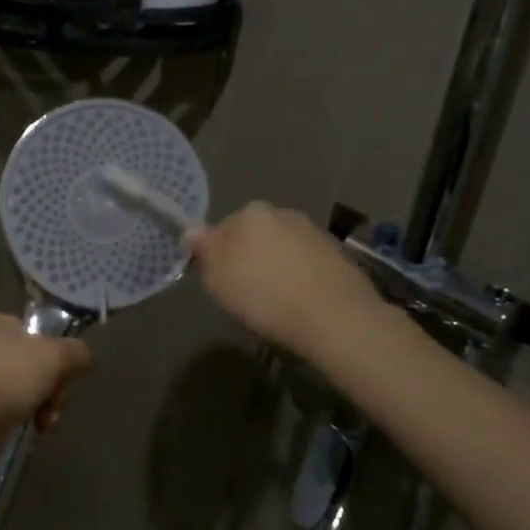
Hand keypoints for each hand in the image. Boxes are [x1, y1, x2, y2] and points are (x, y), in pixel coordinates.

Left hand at [0, 312, 92, 458]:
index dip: (57, 353)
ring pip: (27, 386)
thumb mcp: (56, 355)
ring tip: (47, 420)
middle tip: (57, 400)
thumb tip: (86, 359)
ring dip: (45, 404)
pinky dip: (28, 416)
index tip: (66, 373)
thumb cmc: (11, 375)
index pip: (37, 332)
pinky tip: (37, 428)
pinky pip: (13, 406)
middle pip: (36, 362)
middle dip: (54, 385)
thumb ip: (78, 351)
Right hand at [184, 202, 390, 355]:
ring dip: (276, 267)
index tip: (221, 281)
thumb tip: (191, 231)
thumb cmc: (263, 295)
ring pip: (282, 248)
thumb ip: (203, 249)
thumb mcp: (216, 278)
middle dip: (249, 257)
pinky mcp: (338, 255)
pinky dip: (300, 277)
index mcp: (249, 213)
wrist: (333, 316)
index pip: (221, 229)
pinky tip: (300, 302)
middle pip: (254, 235)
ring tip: (276, 301)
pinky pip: (306, 264)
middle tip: (246, 292)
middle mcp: (282, 213)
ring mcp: (313, 232)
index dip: (217, 256)